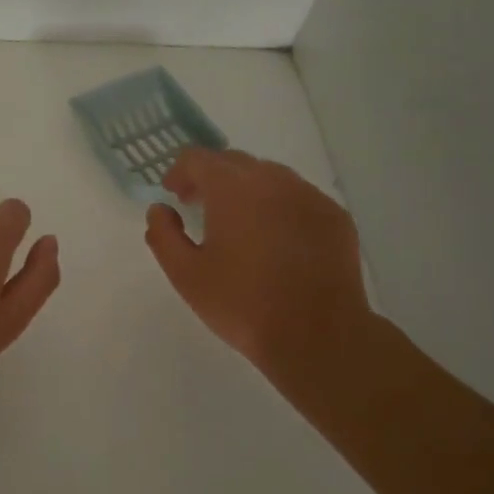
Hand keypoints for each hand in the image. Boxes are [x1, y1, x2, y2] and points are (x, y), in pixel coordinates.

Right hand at [144, 149, 374, 378]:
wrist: (317, 336)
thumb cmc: (242, 304)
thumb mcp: (185, 275)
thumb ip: (163, 235)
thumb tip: (160, 210)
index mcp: (233, 188)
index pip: (198, 158)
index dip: (179, 172)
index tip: (174, 196)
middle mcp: (274, 180)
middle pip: (234, 161)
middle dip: (211, 178)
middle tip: (200, 208)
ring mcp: (309, 195)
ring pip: (269, 176)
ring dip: (246, 189)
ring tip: (239, 224)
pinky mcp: (334, 216)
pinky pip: (298, 196)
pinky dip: (278, 206)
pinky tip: (275, 240)